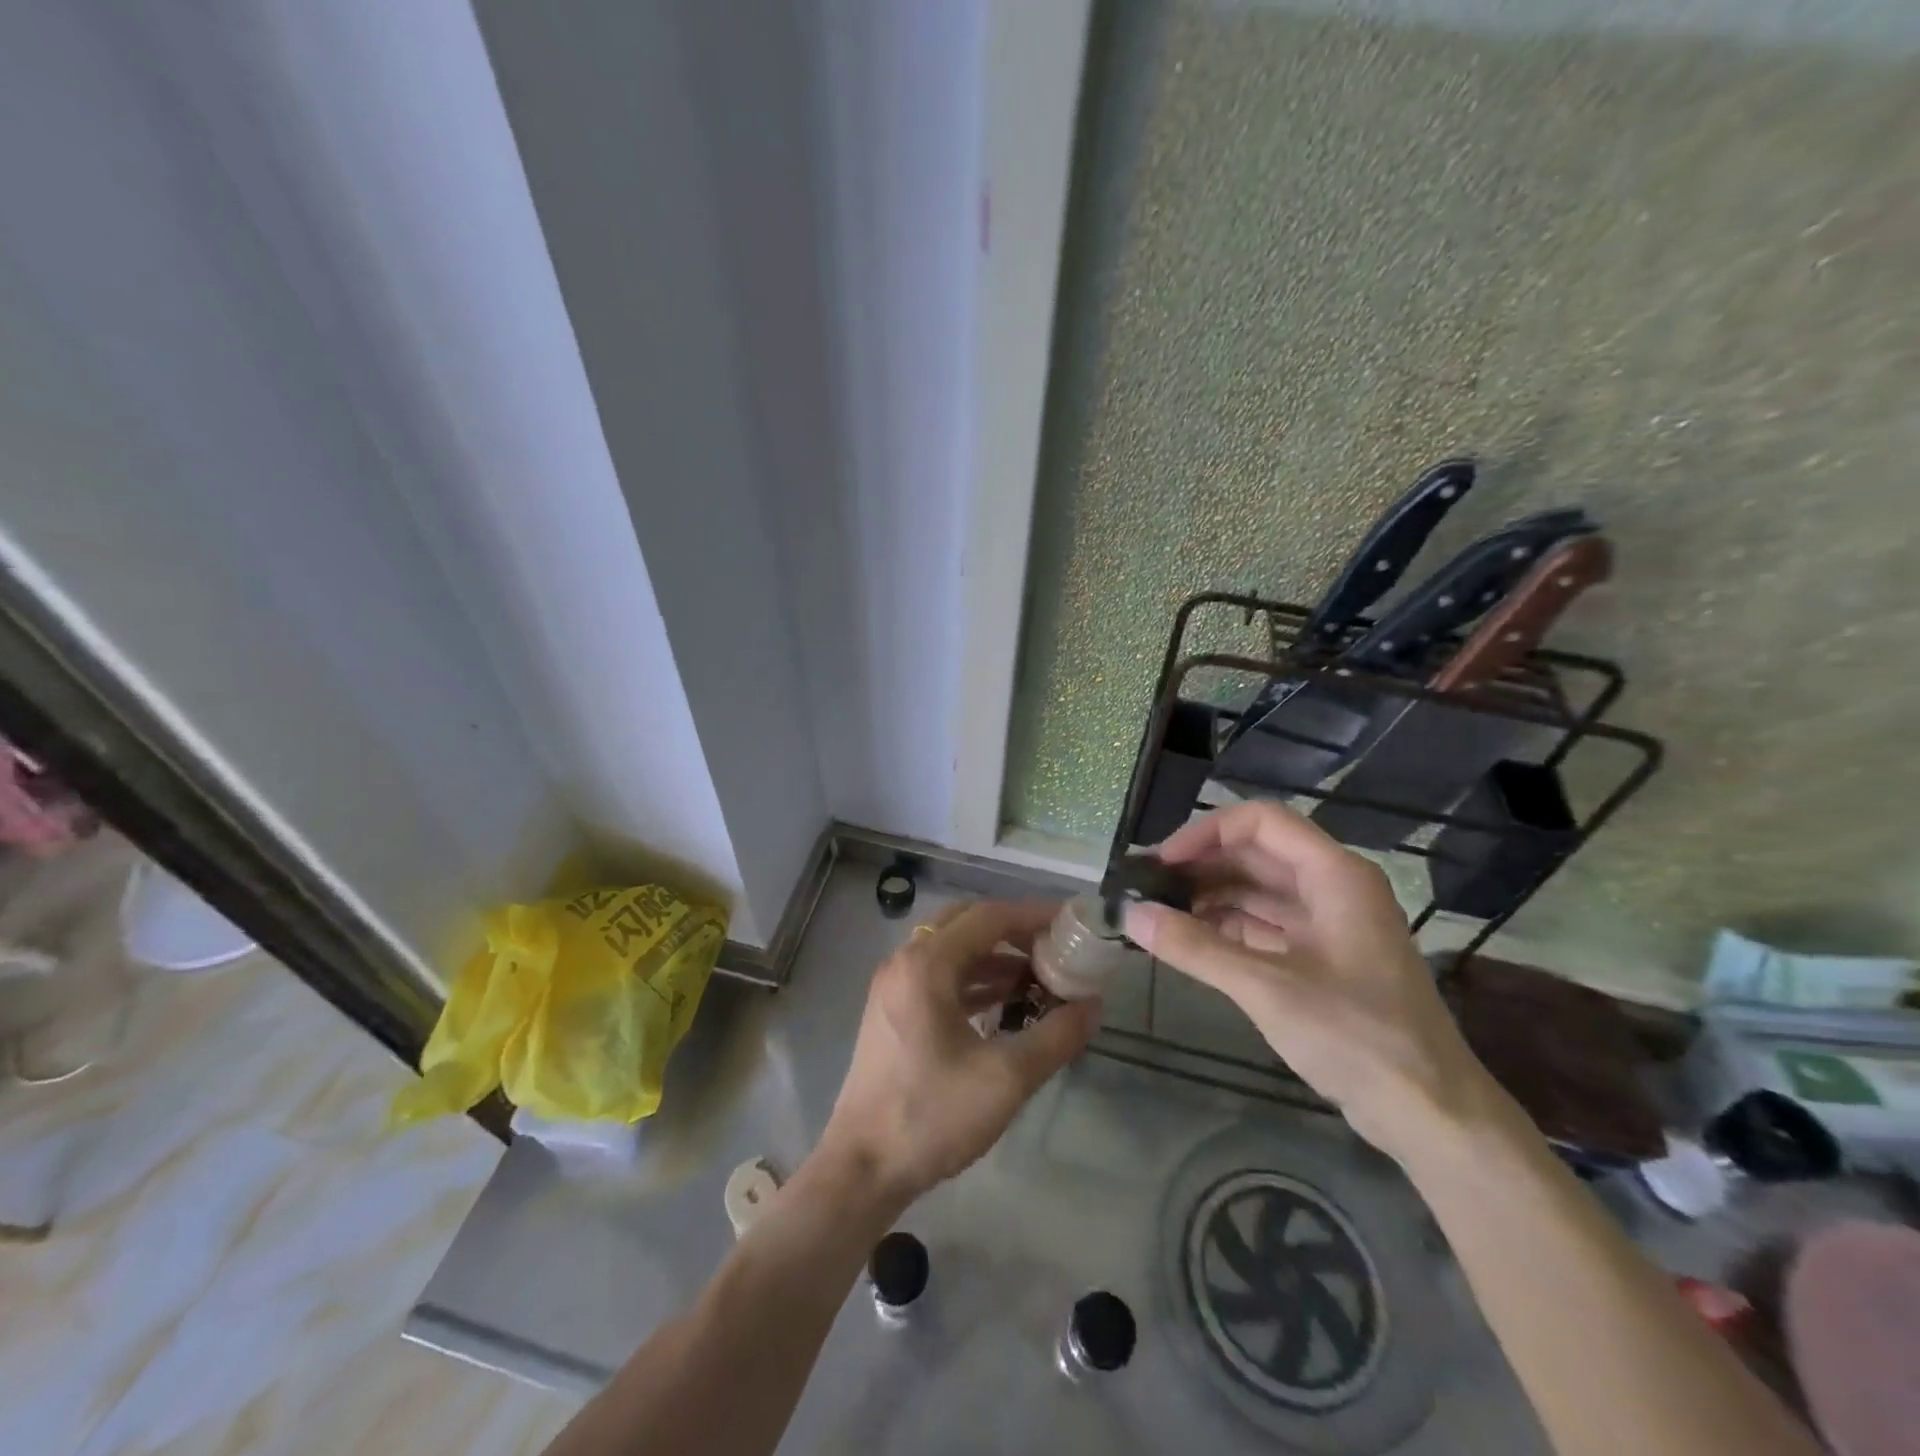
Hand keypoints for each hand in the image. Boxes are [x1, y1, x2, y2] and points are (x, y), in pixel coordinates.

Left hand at [816, 900, 1099, 1207]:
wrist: (862, 1167)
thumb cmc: (931, 1116)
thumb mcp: (1006, 1078)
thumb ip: (1056, 1036)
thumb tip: (1092, 1005)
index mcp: (927, 964)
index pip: (988, 916)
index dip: (1033, 915)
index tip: (1071, 924)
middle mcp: (906, 961)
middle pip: (967, 923)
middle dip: (1013, 931)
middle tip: (1054, 949)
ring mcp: (894, 985)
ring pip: (952, 949)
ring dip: (994, 956)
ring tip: (1039, 979)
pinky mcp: (892, 1010)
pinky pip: (939, 975)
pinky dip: (974, 978)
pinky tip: (1004, 1003)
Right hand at [1124, 801, 1492, 1159]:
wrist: (1431, 1114)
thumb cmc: (1356, 1037)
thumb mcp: (1267, 988)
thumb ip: (1195, 947)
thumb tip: (1130, 914)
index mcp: (1334, 875)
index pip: (1260, 822)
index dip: (1206, 833)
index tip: (1160, 861)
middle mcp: (1333, 887)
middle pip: (1257, 853)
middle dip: (1201, 865)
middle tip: (1147, 887)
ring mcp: (1330, 923)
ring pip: (1258, 889)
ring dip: (1210, 896)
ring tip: (1159, 912)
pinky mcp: (1323, 957)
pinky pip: (1266, 924)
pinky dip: (1227, 927)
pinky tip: (1190, 939)